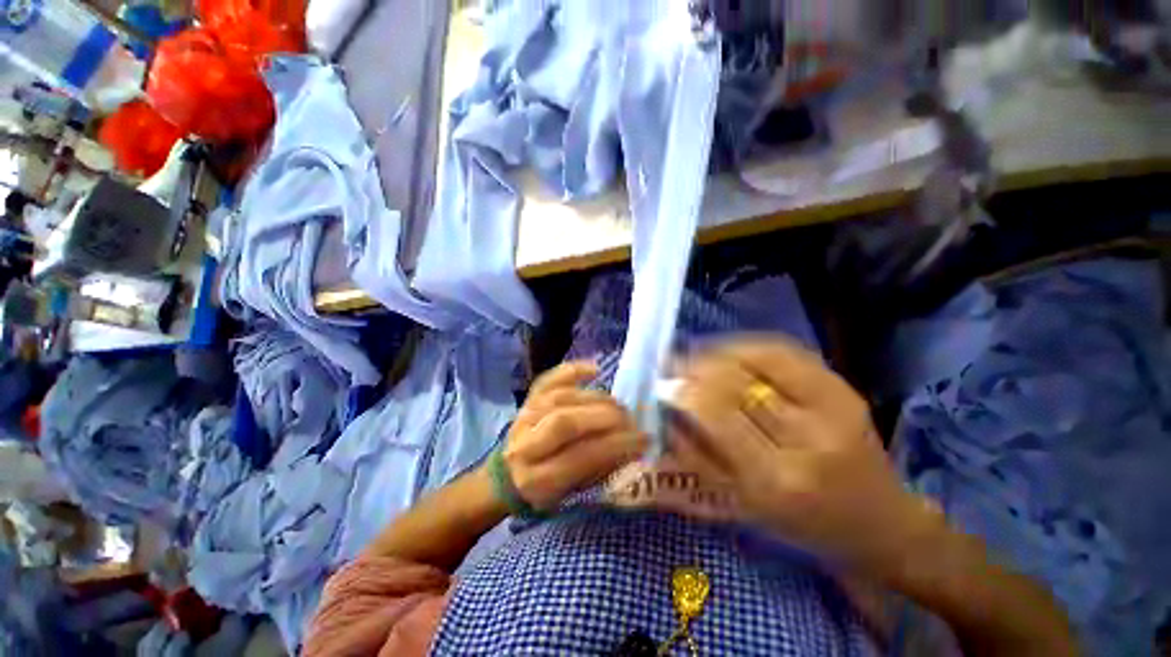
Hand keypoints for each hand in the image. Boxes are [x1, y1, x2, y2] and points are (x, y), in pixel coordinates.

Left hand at [501, 360, 646, 510]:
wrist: (506, 475)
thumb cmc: (546, 489)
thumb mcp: (572, 491)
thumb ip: (600, 467)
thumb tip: (633, 443)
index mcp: (537, 480)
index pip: (580, 457)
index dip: (615, 445)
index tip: (643, 439)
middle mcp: (525, 445)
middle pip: (566, 422)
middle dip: (606, 418)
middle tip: (631, 419)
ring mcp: (523, 417)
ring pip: (561, 398)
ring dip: (596, 399)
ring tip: (617, 406)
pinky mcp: (527, 399)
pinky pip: (549, 379)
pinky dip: (572, 371)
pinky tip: (594, 370)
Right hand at [669, 338, 935, 573]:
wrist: (877, 520)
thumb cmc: (801, 523)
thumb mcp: (742, 504)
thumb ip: (698, 457)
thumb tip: (667, 413)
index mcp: (777, 480)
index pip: (719, 415)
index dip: (686, 391)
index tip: (662, 383)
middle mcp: (808, 438)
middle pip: (738, 381)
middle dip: (696, 366)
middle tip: (673, 363)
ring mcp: (832, 406)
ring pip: (760, 357)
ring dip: (718, 352)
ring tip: (696, 355)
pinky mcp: (843, 387)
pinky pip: (785, 350)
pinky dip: (748, 345)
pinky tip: (729, 351)